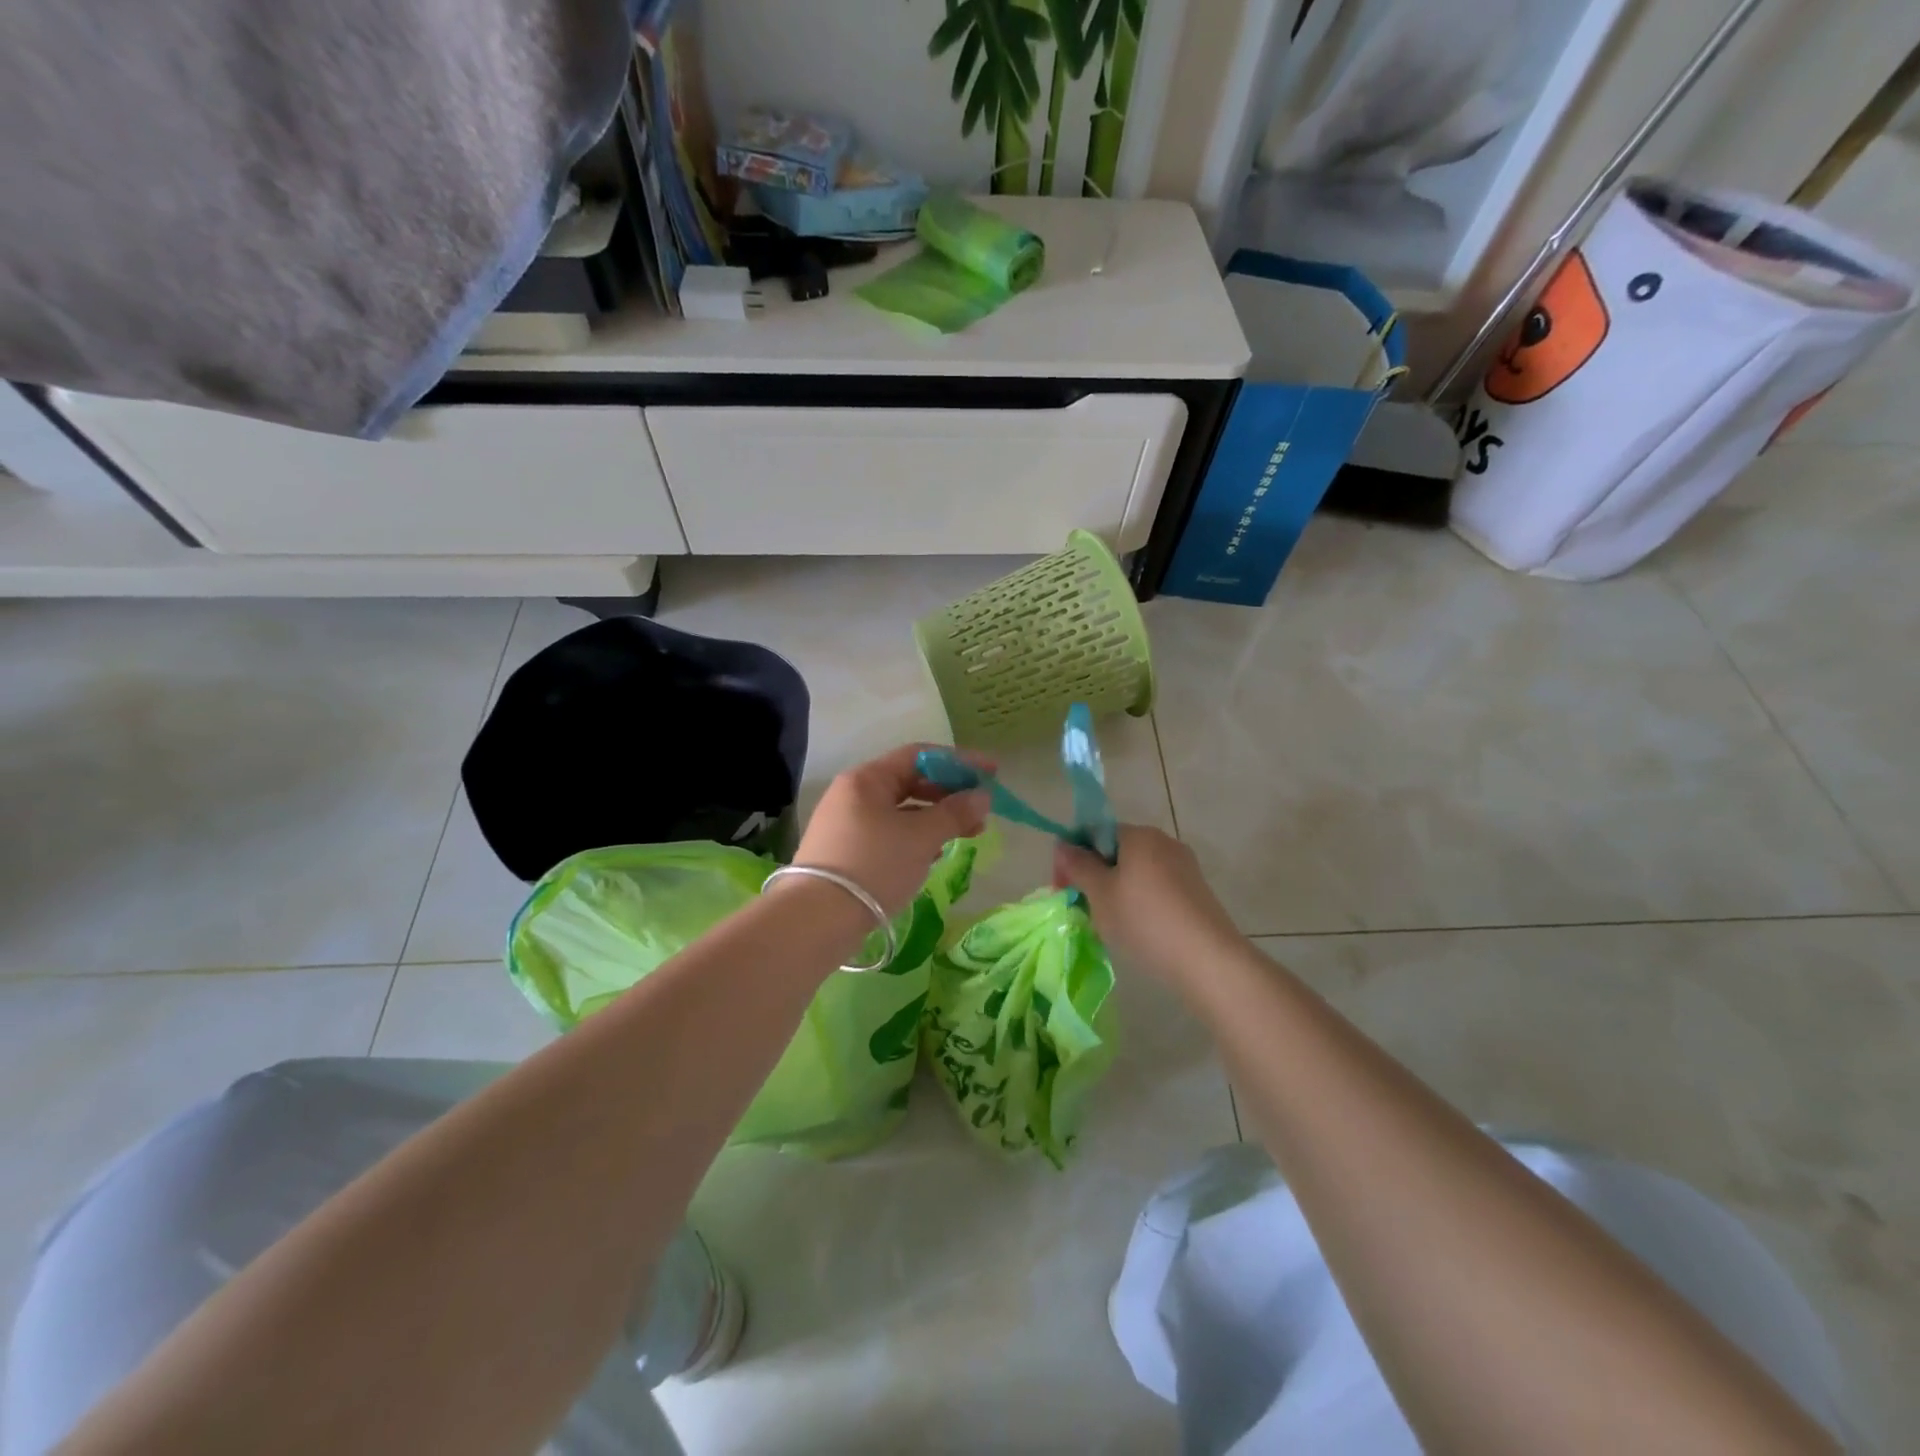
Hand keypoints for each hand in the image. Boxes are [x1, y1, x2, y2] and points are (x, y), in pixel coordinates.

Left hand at [789, 745, 992, 915]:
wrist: (817, 919)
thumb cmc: (874, 865)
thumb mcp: (921, 837)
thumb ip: (955, 813)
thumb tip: (982, 796)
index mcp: (866, 779)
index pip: (919, 756)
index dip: (959, 761)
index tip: (992, 772)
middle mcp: (853, 794)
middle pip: (910, 782)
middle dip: (949, 794)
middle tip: (982, 811)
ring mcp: (846, 824)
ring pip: (901, 810)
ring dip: (936, 818)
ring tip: (967, 834)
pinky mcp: (846, 852)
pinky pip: (890, 833)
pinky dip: (916, 837)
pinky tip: (936, 853)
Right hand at [1054, 827, 1242, 986]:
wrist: (1208, 960)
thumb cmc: (1144, 920)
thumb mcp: (1100, 894)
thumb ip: (1078, 866)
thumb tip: (1062, 844)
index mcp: (1139, 835)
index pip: (1095, 832)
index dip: (1074, 856)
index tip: (1063, 887)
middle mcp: (1164, 842)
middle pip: (1116, 852)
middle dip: (1095, 876)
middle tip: (1082, 909)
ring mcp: (1184, 867)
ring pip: (1136, 873)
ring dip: (1116, 893)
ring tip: (1107, 925)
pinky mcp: (1196, 893)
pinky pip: (1156, 890)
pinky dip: (1140, 904)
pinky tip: (1136, 931)